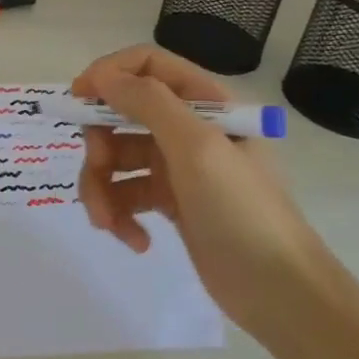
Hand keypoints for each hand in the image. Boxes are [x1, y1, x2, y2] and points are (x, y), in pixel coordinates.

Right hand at [72, 44, 327, 336]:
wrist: (281, 294)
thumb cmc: (243, 210)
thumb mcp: (197, 148)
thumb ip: (148, 103)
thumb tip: (101, 76)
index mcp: (204, 102)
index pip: (147, 65)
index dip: (108, 74)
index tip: (78, 98)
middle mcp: (188, 127)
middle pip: (122, 113)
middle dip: (100, 142)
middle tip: (98, 168)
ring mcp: (178, 167)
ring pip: (116, 158)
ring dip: (102, 187)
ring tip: (109, 223)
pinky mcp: (170, 203)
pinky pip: (126, 194)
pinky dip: (121, 215)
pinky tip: (136, 241)